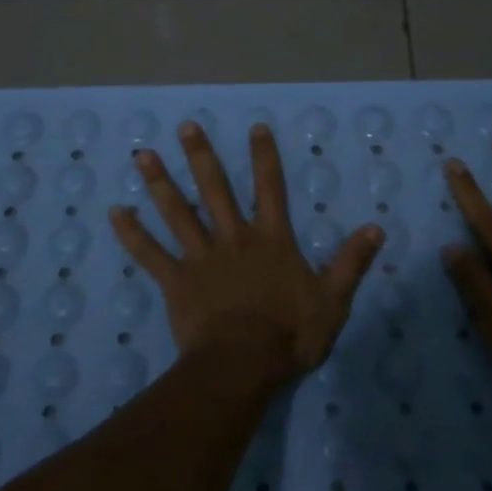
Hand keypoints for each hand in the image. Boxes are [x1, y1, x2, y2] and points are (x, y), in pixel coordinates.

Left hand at [108, 121, 383, 382]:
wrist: (244, 364)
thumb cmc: (290, 334)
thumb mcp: (333, 300)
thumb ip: (351, 262)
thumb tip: (376, 228)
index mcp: (271, 240)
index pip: (270, 188)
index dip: (264, 157)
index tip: (255, 127)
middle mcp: (233, 238)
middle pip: (215, 189)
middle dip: (201, 156)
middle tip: (185, 127)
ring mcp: (201, 257)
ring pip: (178, 212)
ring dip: (160, 183)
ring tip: (142, 155)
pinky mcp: (176, 280)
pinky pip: (150, 253)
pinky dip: (132, 233)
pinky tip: (115, 212)